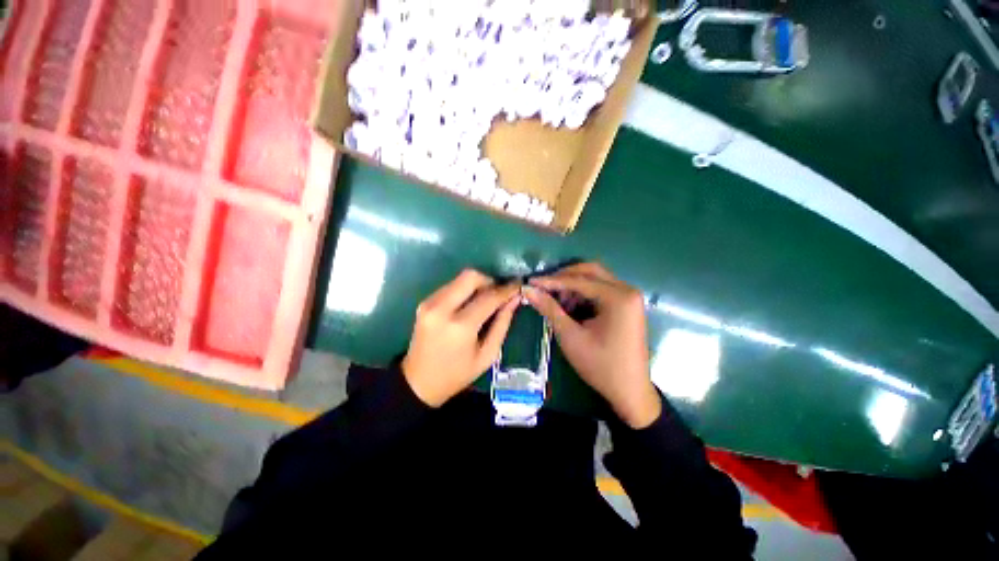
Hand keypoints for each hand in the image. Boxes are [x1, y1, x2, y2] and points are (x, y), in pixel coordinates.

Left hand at [402, 269, 520, 406]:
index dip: (506, 289)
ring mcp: (429, 303)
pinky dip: (464, 290)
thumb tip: (514, 299)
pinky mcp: (424, 303)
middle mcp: (442, 309)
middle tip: (498, 293)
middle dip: (489, 281)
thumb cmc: (457, 374)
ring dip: (477, 285)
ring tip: (485, 300)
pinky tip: (469, 305)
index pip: (488, 297)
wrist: (418, 383)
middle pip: (470, 276)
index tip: (518, 285)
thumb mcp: (487, 355)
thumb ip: (502, 324)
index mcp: (460, 326)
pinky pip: (450, 286)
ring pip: (460, 279)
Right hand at [524, 263, 660, 428]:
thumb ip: (549, 309)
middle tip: (543, 287)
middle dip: (564, 278)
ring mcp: (629, 297)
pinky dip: (583, 294)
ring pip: (595, 279)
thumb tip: (528, 289)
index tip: (530, 281)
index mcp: (618, 297)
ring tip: (556, 302)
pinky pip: (601, 290)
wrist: (630, 392)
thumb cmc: (600, 366)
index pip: (578, 280)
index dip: (551, 281)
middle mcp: (627, 290)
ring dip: (573, 286)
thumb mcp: (571, 337)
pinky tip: (571, 307)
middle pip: (590, 271)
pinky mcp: (627, 305)